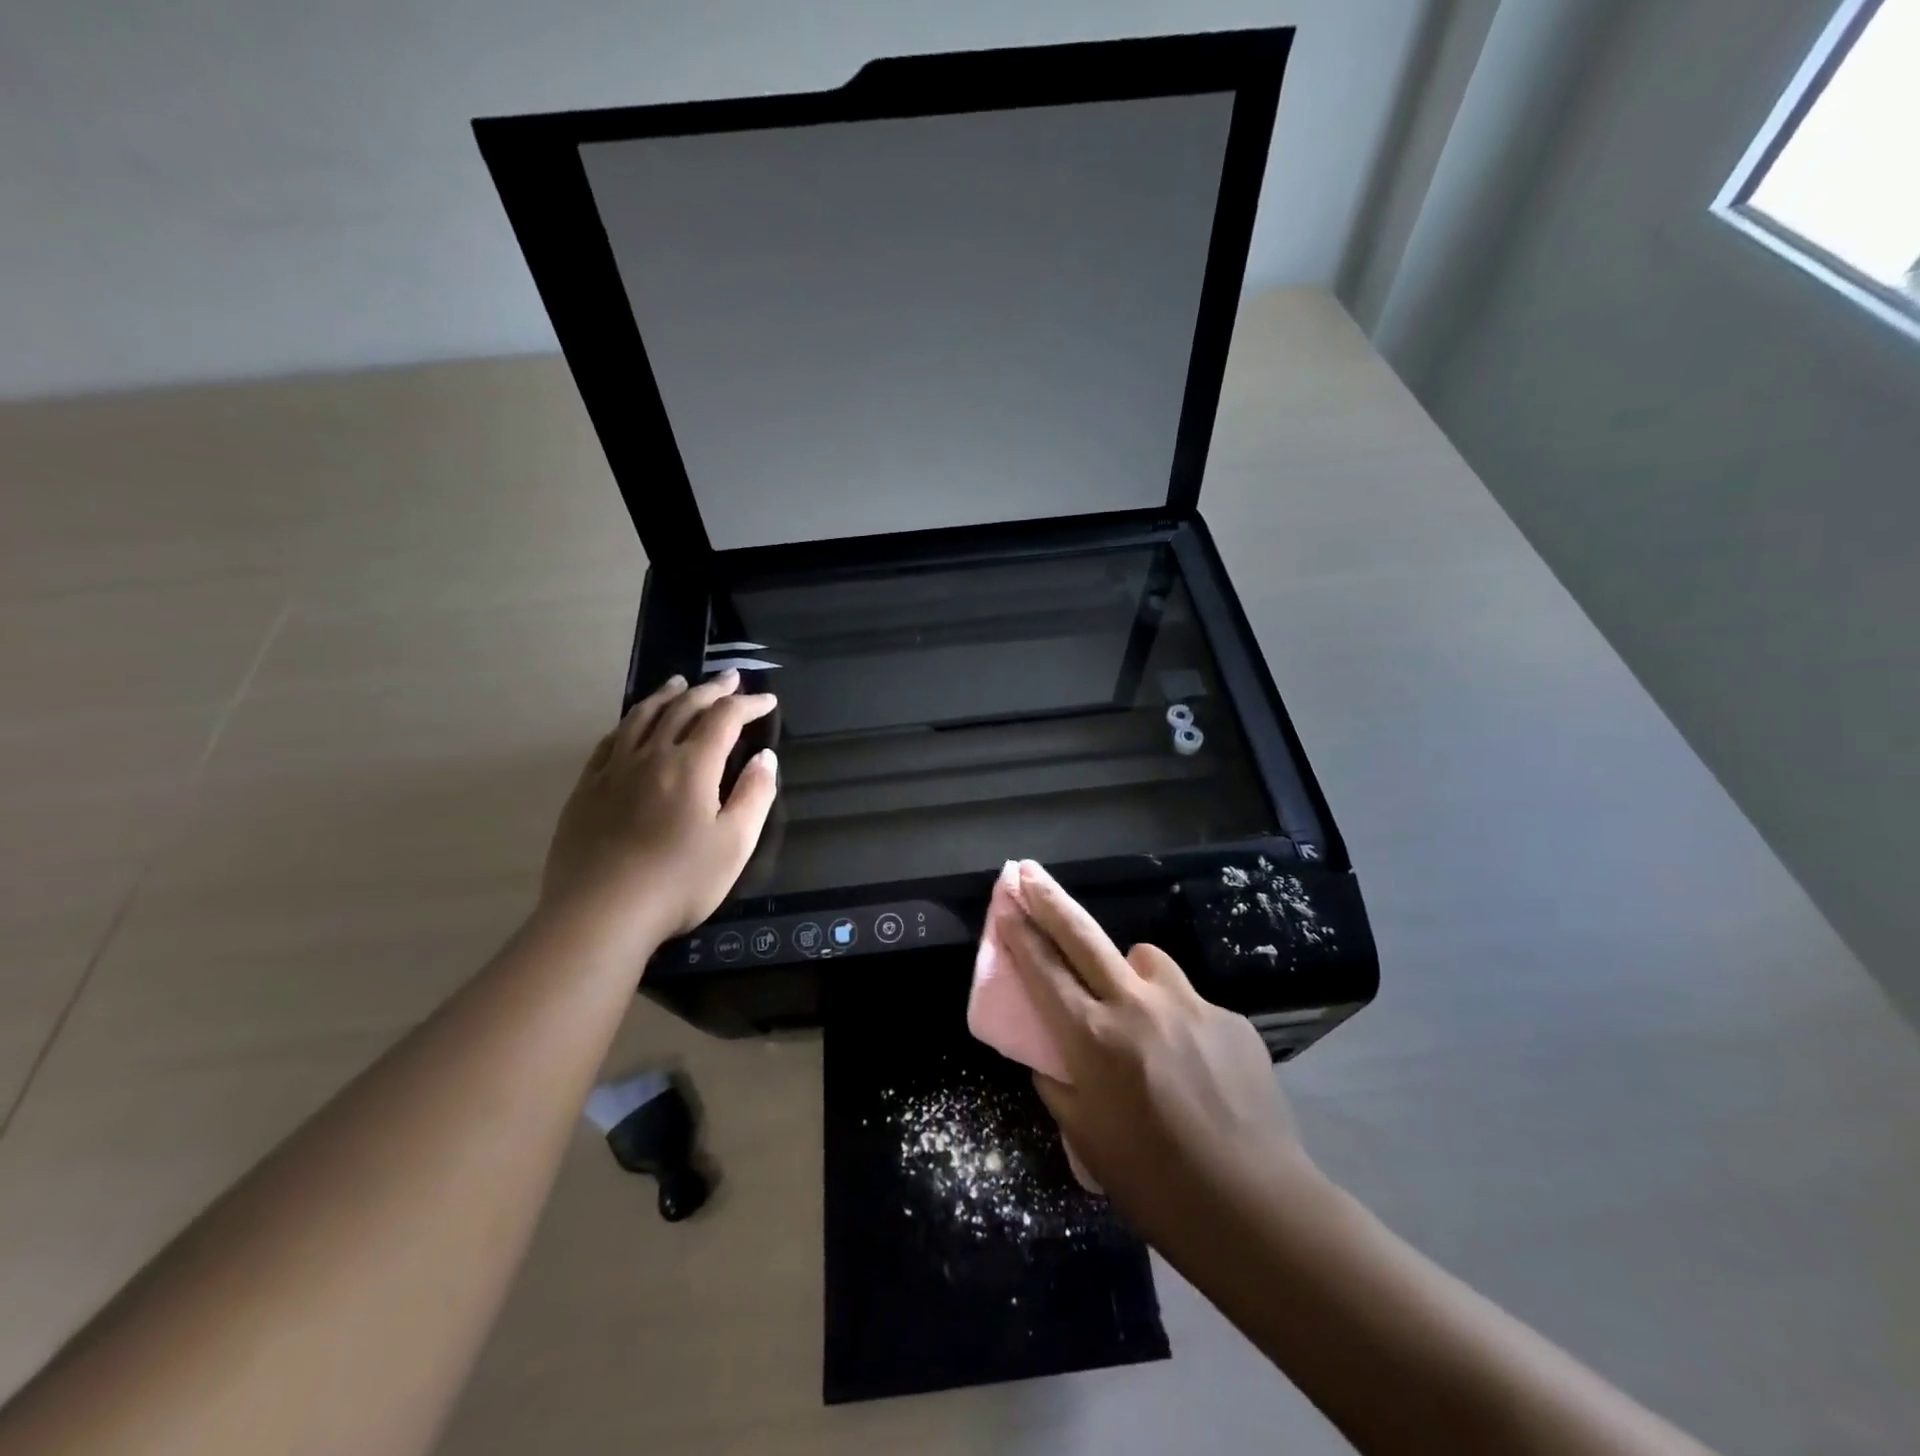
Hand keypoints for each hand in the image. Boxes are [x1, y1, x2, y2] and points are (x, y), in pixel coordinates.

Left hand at [540, 671, 777, 945]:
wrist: (600, 913)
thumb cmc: (679, 881)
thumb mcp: (735, 843)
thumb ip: (754, 795)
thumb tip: (766, 758)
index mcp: (692, 765)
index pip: (725, 719)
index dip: (748, 705)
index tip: (767, 701)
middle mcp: (652, 755)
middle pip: (683, 708)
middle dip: (712, 690)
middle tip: (731, 678)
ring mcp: (614, 770)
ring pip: (642, 717)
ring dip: (667, 695)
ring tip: (680, 683)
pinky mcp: (587, 789)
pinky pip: (610, 741)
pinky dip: (629, 723)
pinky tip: (632, 725)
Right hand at [1001, 860, 1319, 1248]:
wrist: (1255, 1207)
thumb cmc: (1154, 1182)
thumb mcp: (1084, 1138)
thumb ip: (1058, 1083)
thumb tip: (1052, 1052)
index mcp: (1094, 1039)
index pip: (1044, 971)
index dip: (1020, 934)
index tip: (1006, 904)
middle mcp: (1137, 1006)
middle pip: (1084, 936)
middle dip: (1050, 901)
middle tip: (1030, 873)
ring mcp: (1189, 1005)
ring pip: (1146, 960)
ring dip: (1130, 971)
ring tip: (1138, 1009)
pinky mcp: (1230, 1017)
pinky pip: (1190, 1002)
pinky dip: (1179, 1019)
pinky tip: (1194, 1064)